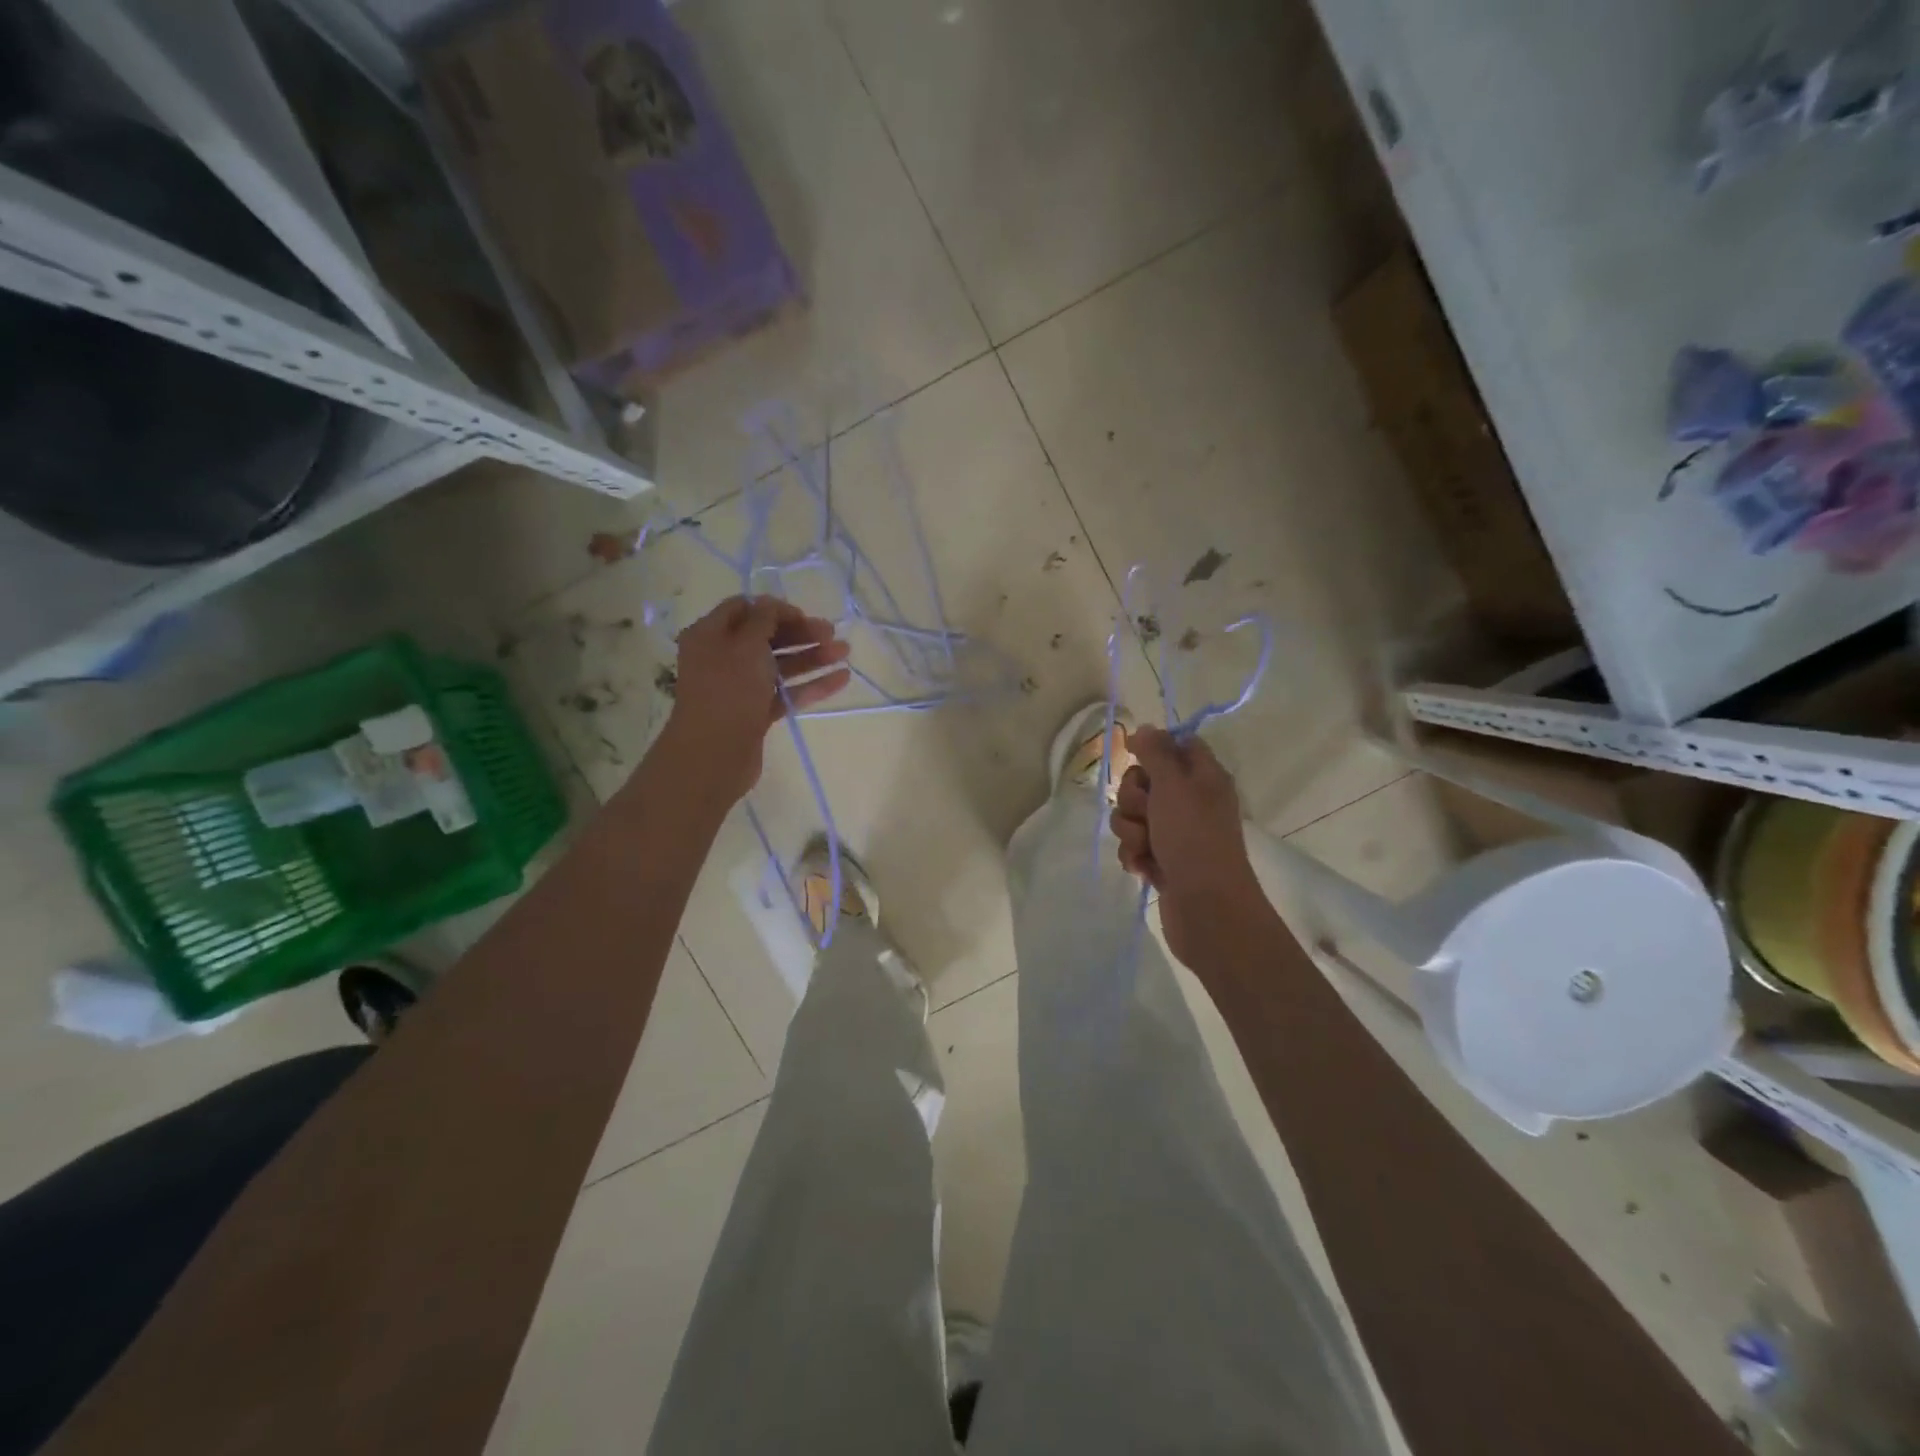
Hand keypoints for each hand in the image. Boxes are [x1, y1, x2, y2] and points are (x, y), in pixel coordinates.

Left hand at [662, 596, 850, 798]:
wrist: (715, 754)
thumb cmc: (729, 690)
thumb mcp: (747, 645)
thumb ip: (764, 619)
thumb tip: (772, 604)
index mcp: (710, 634)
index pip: (744, 609)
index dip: (775, 608)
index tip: (803, 615)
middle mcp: (722, 657)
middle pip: (766, 637)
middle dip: (800, 633)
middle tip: (832, 633)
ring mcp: (740, 687)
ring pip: (779, 665)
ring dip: (811, 657)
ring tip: (845, 653)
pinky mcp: (755, 712)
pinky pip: (785, 691)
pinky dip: (811, 684)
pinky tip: (842, 679)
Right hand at [1110, 725, 1267, 965]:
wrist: (1207, 909)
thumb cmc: (1194, 839)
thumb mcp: (1174, 786)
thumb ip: (1156, 753)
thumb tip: (1146, 728)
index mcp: (1203, 776)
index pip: (1177, 744)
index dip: (1153, 748)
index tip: (1136, 757)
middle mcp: (1190, 800)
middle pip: (1144, 780)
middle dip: (1134, 798)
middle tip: (1147, 812)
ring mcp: (1176, 832)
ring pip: (1133, 815)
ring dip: (1131, 830)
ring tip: (1146, 847)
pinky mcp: (1163, 860)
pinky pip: (1134, 844)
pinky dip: (1135, 854)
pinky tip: (1144, 868)